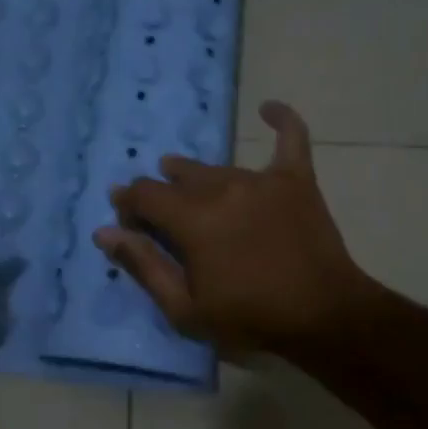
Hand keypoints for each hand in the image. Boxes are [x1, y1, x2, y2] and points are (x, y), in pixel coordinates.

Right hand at [95, 101, 367, 355]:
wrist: (324, 318)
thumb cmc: (250, 319)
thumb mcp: (185, 308)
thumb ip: (143, 265)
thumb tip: (103, 232)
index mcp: (192, 219)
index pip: (144, 195)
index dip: (129, 206)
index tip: (128, 225)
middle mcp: (222, 188)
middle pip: (178, 177)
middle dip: (160, 193)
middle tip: (162, 219)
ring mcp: (262, 180)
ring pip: (217, 167)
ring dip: (197, 176)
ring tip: (187, 183)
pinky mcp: (296, 181)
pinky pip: (291, 139)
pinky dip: (281, 121)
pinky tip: (269, 109)